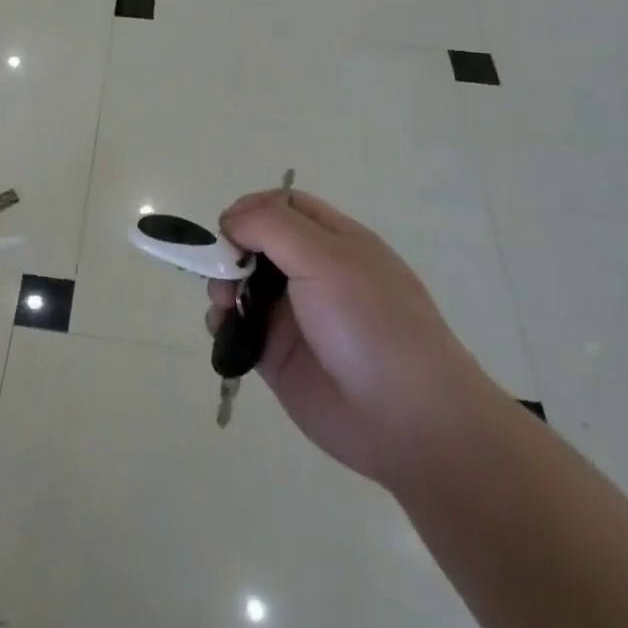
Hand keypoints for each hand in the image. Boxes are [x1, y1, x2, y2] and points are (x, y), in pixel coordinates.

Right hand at [207, 189, 491, 489]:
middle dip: (230, 249)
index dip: (251, 209)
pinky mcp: (277, 354)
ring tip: (223, 304)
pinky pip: (238, 326)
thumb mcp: (325, 258)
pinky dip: (222, 322)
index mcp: (334, 241)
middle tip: (220, 268)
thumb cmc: (371, 324)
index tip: (228, 228)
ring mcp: (294, 314)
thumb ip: (271, 227)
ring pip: (241, 283)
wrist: (407, 421)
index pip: (284, 206)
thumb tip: (229, 221)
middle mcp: (312, 272)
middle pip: (255, 243)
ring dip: (221, 284)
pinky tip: (225, 329)